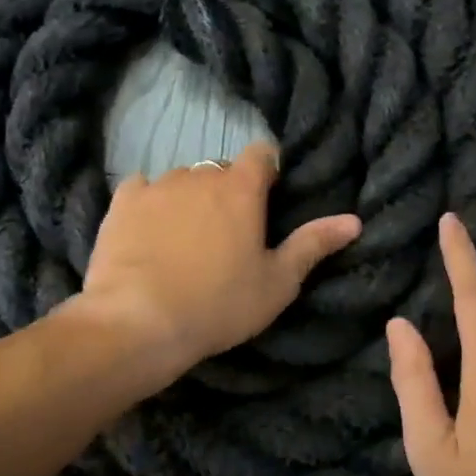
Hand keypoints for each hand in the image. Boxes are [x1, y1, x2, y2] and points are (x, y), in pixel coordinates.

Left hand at [79, 142, 361, 379]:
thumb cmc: (219, 304)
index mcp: (241, 188)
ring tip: (184, 240)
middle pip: (220, 171)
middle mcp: (200, 175)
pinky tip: (148, 233)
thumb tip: (353, 220)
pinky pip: (142, 190)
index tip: (266, 202)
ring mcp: (157, 186)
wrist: (139, 321)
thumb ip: (313, 245)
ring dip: (189, 199)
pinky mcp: (122, 202)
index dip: (267, 173)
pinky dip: (150, 204)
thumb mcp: (277, 283)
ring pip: (182, 180)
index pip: (262, 154)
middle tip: (226, 235)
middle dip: (227, 193)